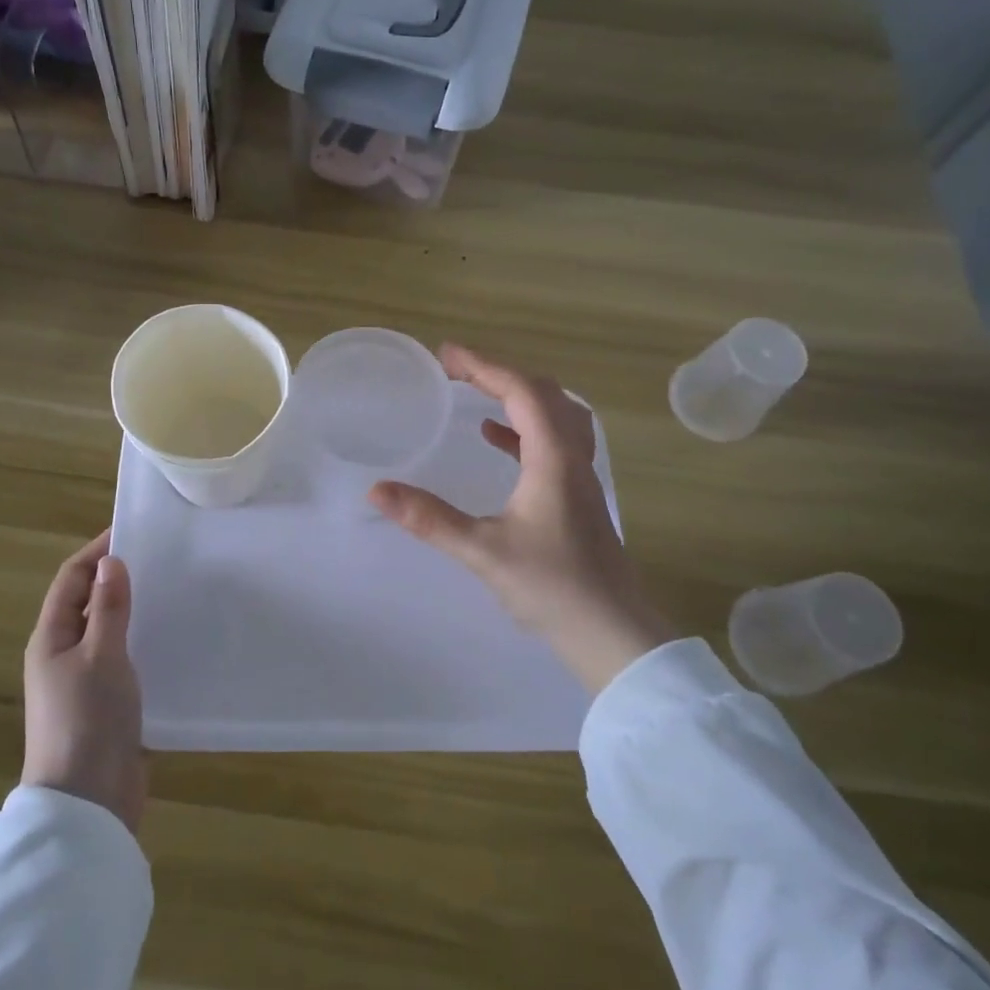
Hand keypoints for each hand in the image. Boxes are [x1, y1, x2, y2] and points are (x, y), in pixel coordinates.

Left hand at [21, 530, 145, 835]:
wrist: (88, 802)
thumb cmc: (88, 720)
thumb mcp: (101, 656)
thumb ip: (109, 609)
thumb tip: (111, 562)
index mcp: (50, 638)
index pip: (71, 579)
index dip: (98, 552)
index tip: (134, 531)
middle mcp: (63, 655)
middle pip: (89, 602)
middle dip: (119, 578)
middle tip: (163, 559)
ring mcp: (84, 682)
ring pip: (109, 631)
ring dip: (134, 611)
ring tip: (174, 592)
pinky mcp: (107, 704)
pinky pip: (124, 660)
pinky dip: (143, 642)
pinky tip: (173, 639)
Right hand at [371, 345, 676, 692]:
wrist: (612, 634)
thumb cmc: (552, 588)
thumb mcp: (483, 551)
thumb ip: (429, 519)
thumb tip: (377, 490)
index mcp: (554, 459)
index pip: (522, 391)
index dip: (484, 365)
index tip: (446, 355)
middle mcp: (572, 457)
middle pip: (543, 394)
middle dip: (498, 373)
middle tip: (456, 370)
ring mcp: (580, 477)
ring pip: (554, 415)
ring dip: (516, 396)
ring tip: (476, 393)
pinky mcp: (577, 498)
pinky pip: (552, 443)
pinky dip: (523, 429)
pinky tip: (496, 439)